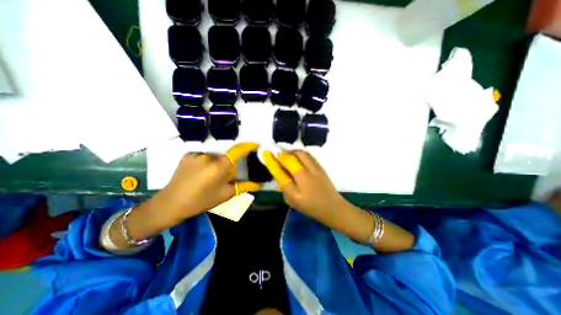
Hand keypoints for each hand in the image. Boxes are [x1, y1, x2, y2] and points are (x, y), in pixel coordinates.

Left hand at [104, 143, 263, 250]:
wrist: (171, 203)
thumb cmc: (202, 200)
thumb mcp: (225, 194)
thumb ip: (244, 186)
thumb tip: (259, 184)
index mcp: (220, 165)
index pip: (237, 150)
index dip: (248, 146)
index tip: (256, 144)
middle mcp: (209, 155)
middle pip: (225, 156)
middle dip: (228, 165)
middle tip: (224, 177)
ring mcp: (197, 154)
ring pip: (214, 157)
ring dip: (217, 164)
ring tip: (209, 178)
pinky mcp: (188, 155)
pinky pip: (204, 157)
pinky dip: (206, 163)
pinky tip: (199, 174)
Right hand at [260, 149, 412, 251]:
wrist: (332, 207)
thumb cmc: (310, 207)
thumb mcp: (292, 202)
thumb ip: (284, 187)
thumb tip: (278, 172)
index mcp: (296, 192)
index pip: (279, 173)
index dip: (271, 162)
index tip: (265, 153)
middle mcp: (305, 179)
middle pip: (290, 160)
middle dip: (280, 154)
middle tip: (275, 151)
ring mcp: (314, 171)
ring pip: (300, 154)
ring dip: (290, 151)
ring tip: (286, 153)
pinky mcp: (321, 167)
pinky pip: (308, 155)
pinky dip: (300, 152)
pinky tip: (297, 154)